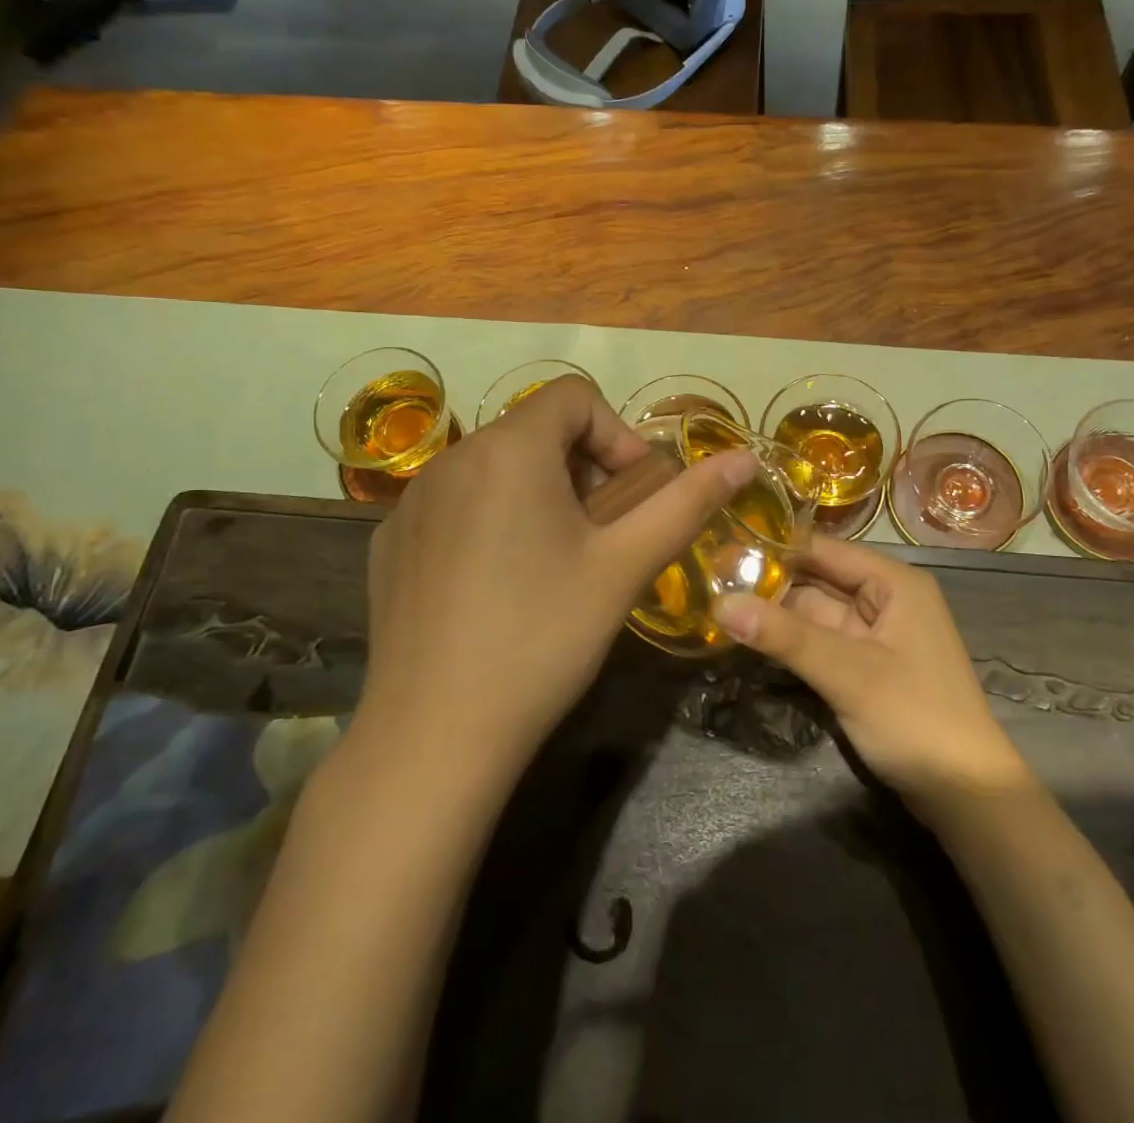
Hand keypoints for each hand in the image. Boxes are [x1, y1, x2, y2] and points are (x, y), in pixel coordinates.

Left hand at [355, 376, 756, 788]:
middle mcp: (452, 458)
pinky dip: (491, 520)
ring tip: (555, 561)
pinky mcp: (389, 541)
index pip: (574, 396)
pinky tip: (499, 586)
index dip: (617, 434)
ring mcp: (411, 500)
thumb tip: (744, 458)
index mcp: (509, 449)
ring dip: (538, 493)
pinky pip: (456, 504)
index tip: (632, 495)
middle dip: (582, 468)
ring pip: (495, 467)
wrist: (432, 737)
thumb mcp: (625, 565)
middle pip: (535, 430)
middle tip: (602, 535)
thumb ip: (687, 502)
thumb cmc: (543, 638)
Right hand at [719, 537, 1029, 813]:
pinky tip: (751, 637)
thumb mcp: (848, 674)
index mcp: (893, 583)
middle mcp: (885, 599)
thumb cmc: (916, 718)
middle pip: (818, 580)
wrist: (968, 795)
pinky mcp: (867, 667)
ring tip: (717, 602)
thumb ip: (785, 637)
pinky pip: (822, 642)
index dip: (776, 546)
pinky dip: (791, 642)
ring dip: (776, 614)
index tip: (723, 544)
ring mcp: (876, 635)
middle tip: (710, 577)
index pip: (824, 549)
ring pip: (816, 613)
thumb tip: (721, 603)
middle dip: (770, 582)